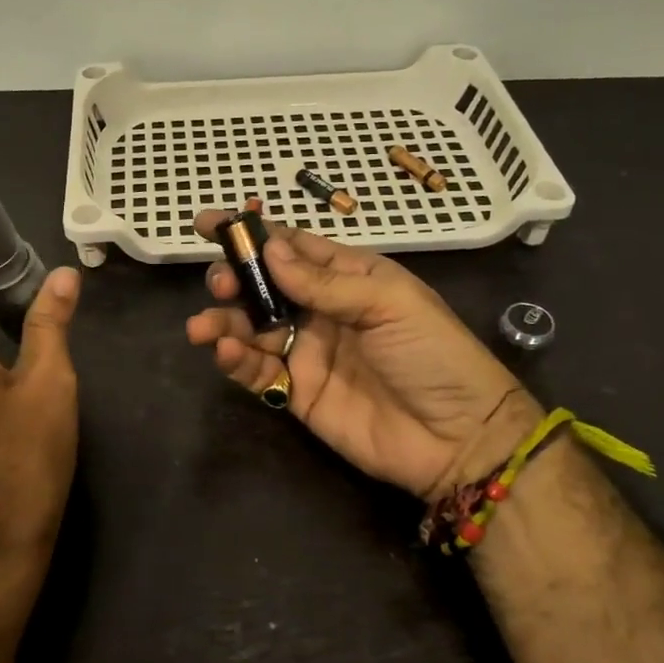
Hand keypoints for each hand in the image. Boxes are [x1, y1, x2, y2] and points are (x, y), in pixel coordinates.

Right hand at [186, 207, 536, 498]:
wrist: (460, 439)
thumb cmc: (433, 355)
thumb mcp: (388, 304)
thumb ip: (324, 282)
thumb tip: (268, 250)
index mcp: (348, 278)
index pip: (291, 247)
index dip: (250, 234)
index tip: (206, 223)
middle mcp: (321, 310)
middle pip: (263, 286)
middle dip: (234, 279)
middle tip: (220, 283)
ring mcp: (308, 353)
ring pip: (252, 328)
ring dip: (224, 323)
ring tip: (202, 327)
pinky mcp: (298, 394)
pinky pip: (259, 371)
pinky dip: (237, 361)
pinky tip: (226, 353)